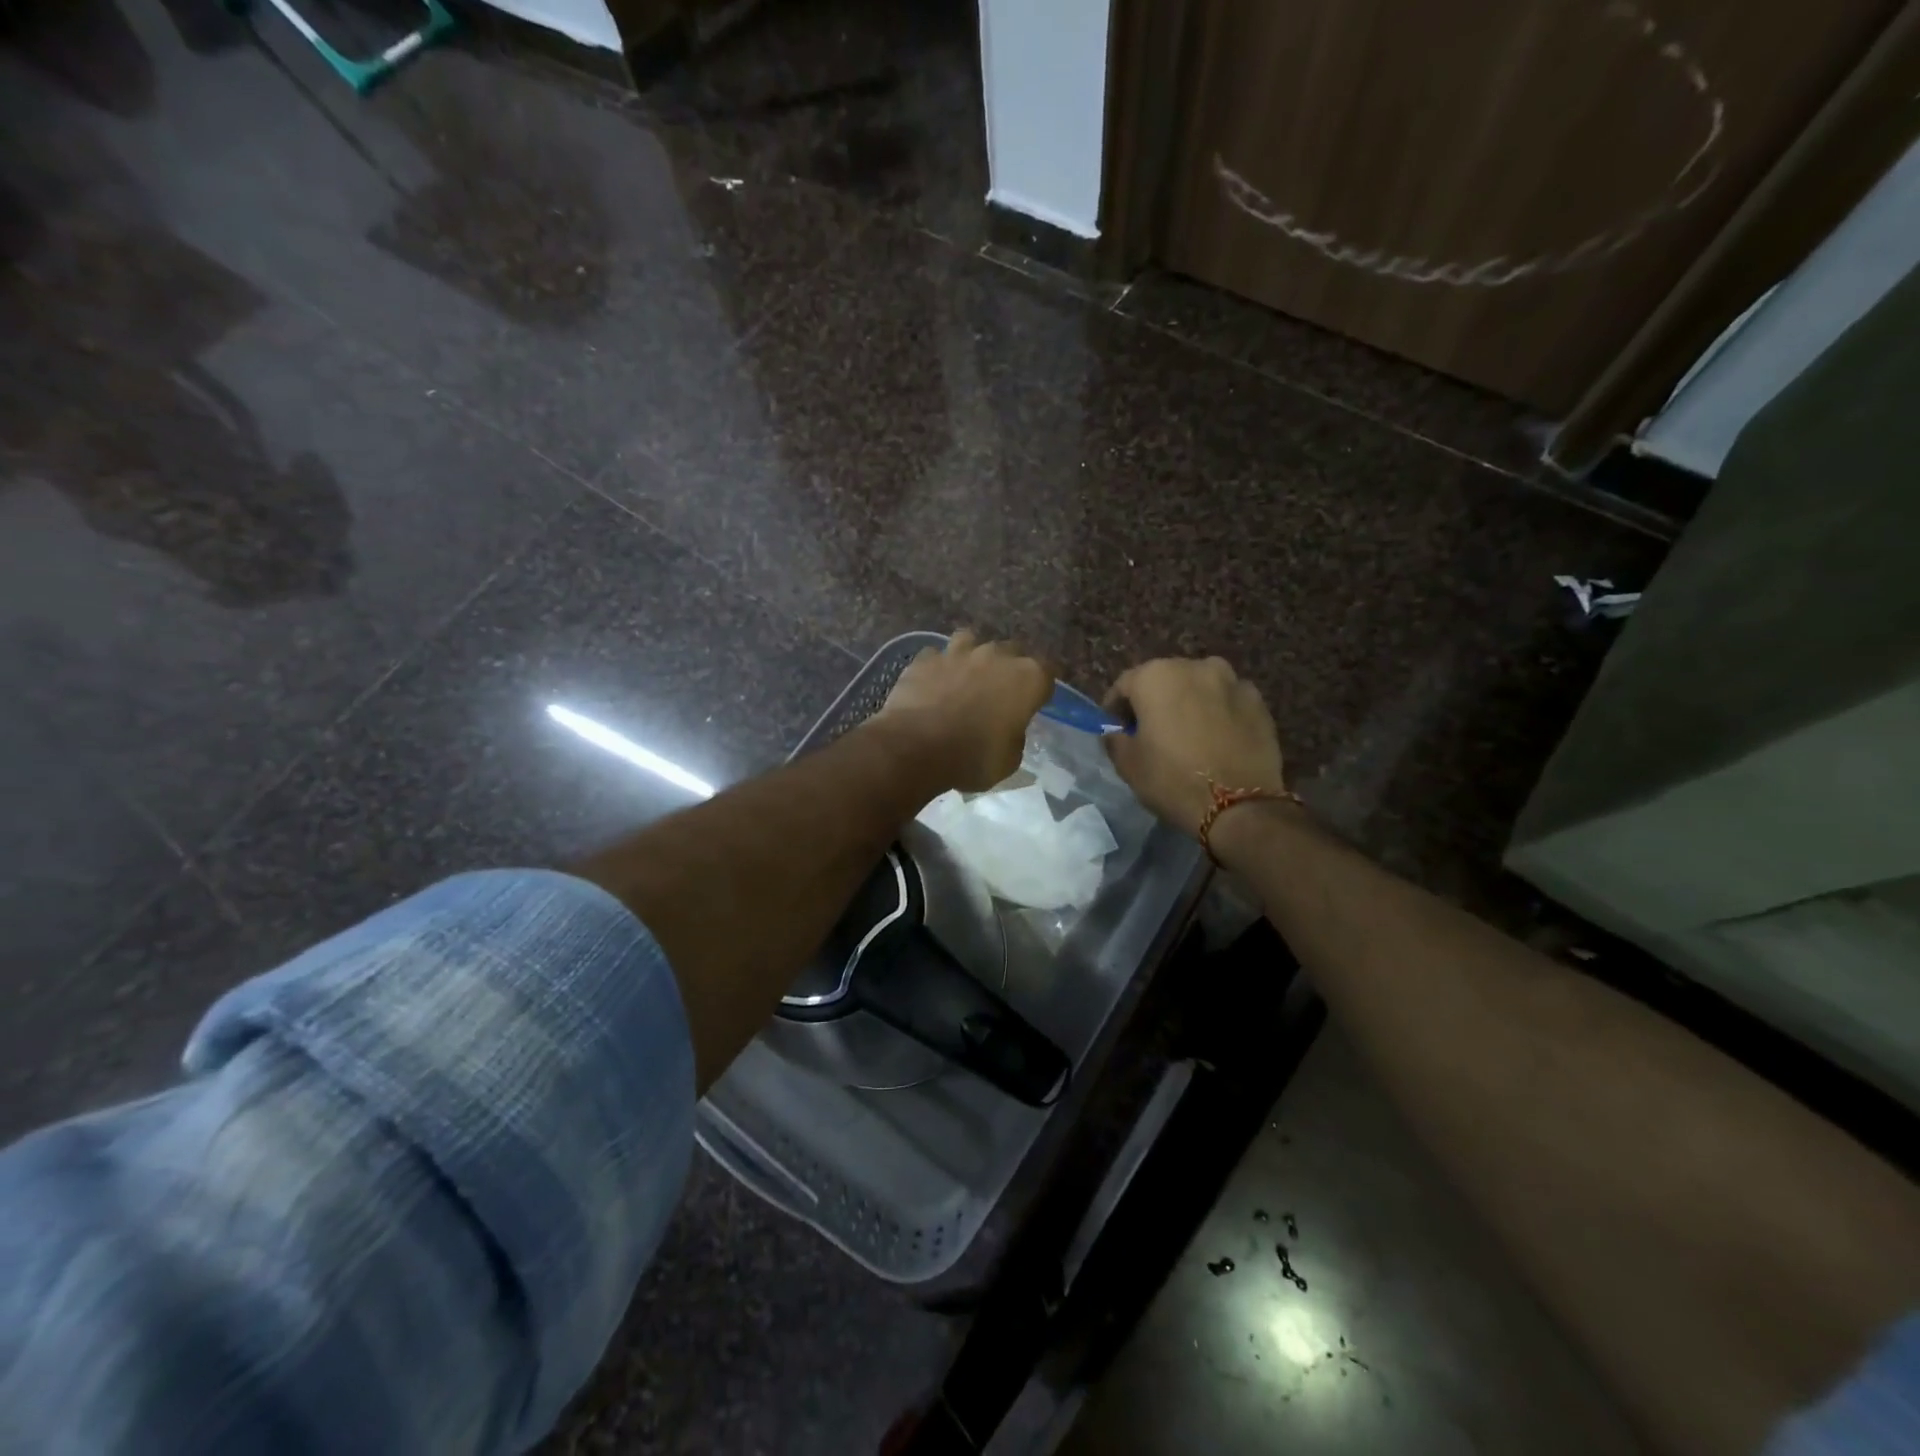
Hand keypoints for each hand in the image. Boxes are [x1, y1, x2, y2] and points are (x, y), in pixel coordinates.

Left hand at [879, 630, 1053, 791]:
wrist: (915, 747)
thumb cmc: (972, 758)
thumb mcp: (1009, 760)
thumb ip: (1015, 735)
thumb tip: (1008, 728)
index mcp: (1027, 678)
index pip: (1047, 673)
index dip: (1040, 688)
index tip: (1034, 703)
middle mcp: (997, 655)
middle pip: (1012, 652)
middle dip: (1008, 669)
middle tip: (999, 694)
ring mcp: (959, 652)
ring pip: (971, 640)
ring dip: (972, 656)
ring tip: (965, 677)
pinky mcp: (926, 658)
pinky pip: (937, 656)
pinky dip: (937, 667)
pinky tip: (932, 683)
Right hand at [1104, 657, 1286, 837]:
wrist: (1239, 805)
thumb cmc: (1173, 779)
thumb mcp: (1128, 765)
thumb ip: (1115, 740)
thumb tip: (1116, 732)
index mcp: (1156, 676)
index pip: (1125, 685)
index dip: (1116, 708)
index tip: (1116, 730)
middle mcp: (1195, 667)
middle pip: (1164, 679)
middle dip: (1154, 701)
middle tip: (1151, 732)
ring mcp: (1231, 681)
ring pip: (1199, 686)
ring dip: (1188, 702)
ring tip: (1187, 733)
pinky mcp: (1258, 702)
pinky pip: (1227, 701)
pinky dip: (1218, 712)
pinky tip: (1217, 739)